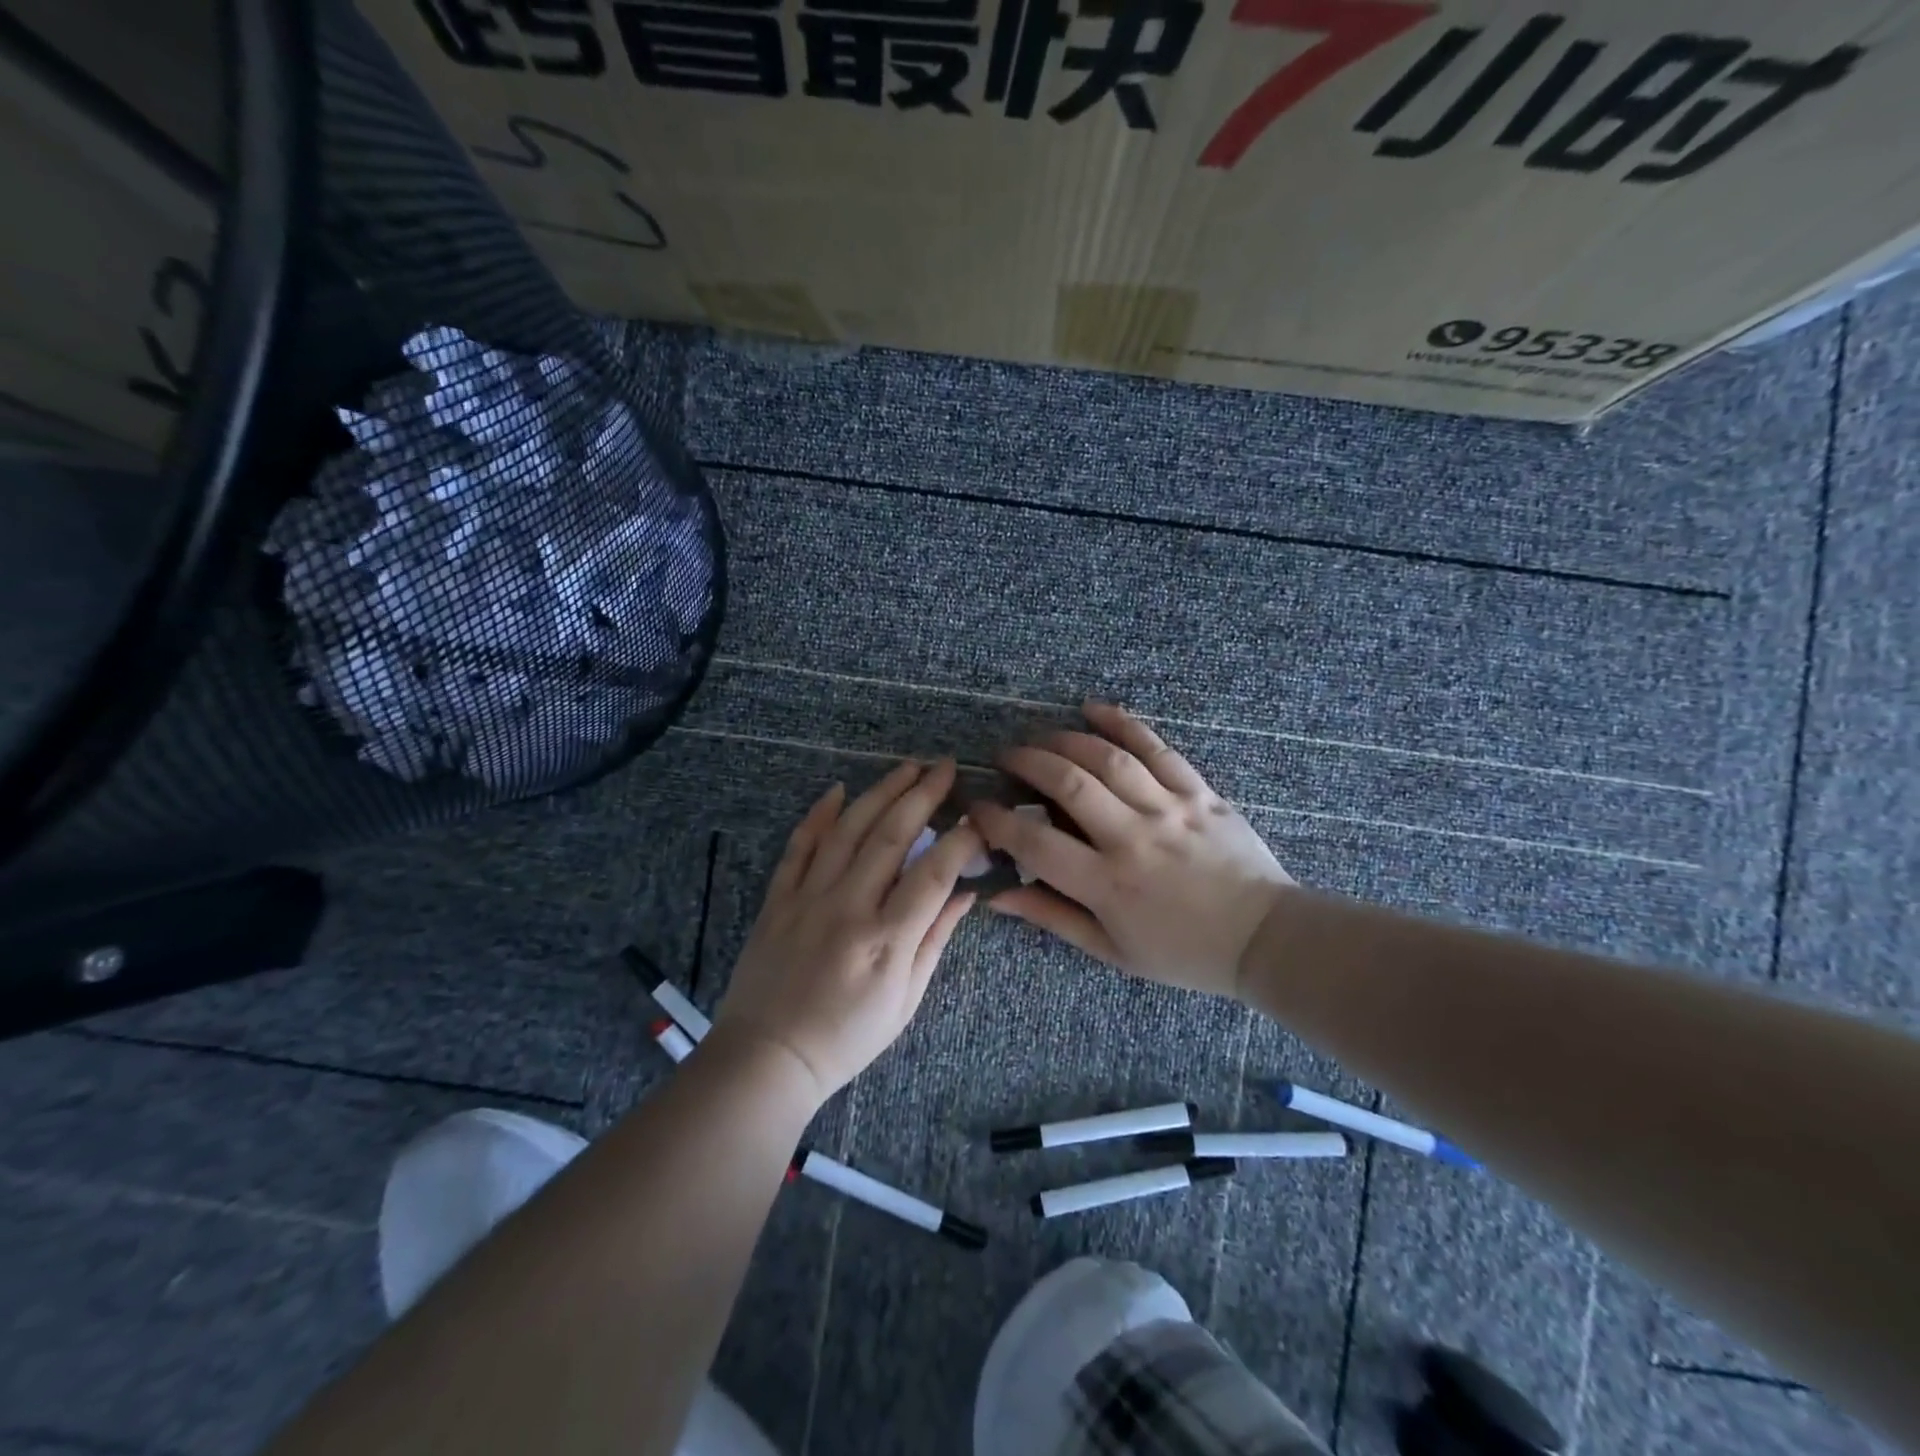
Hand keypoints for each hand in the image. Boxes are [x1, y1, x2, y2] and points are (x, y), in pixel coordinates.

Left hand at [713, 759, 982, 1107]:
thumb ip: (935, 940)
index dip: (961, 839)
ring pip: (848, 830)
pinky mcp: (777, 899)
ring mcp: (807, 898)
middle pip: (891, 836)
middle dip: (922, 795)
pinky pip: (798, 846)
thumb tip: (967, 894)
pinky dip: (818, 815)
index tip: (979, 816)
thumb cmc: (846, 1038)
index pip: (933, 873)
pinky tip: (838, 790)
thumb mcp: (905, 1001)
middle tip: (944, 767)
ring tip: (906, 767)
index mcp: (886, 939)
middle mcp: (848, 907)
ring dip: (880, 792)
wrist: (768, 1058)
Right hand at [969, 702, 1292, 997]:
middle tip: (1005, 756)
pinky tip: (1092, 708)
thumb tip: (997, 897)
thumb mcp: (1111, 950)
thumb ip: (1052, 917)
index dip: (996, 821)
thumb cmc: (1182, 952)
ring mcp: (1169, 809)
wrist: (1264, 937)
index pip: (1035, 842)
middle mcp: (1133, 838)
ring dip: (1064, 740)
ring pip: (1107, 759)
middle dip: (1027, 762)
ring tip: (1039, 736)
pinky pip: (1157, 748)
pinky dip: (1122, 723)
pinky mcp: (1199, 791)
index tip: (977, 807)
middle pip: (1068, 784)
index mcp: (1107, 884)